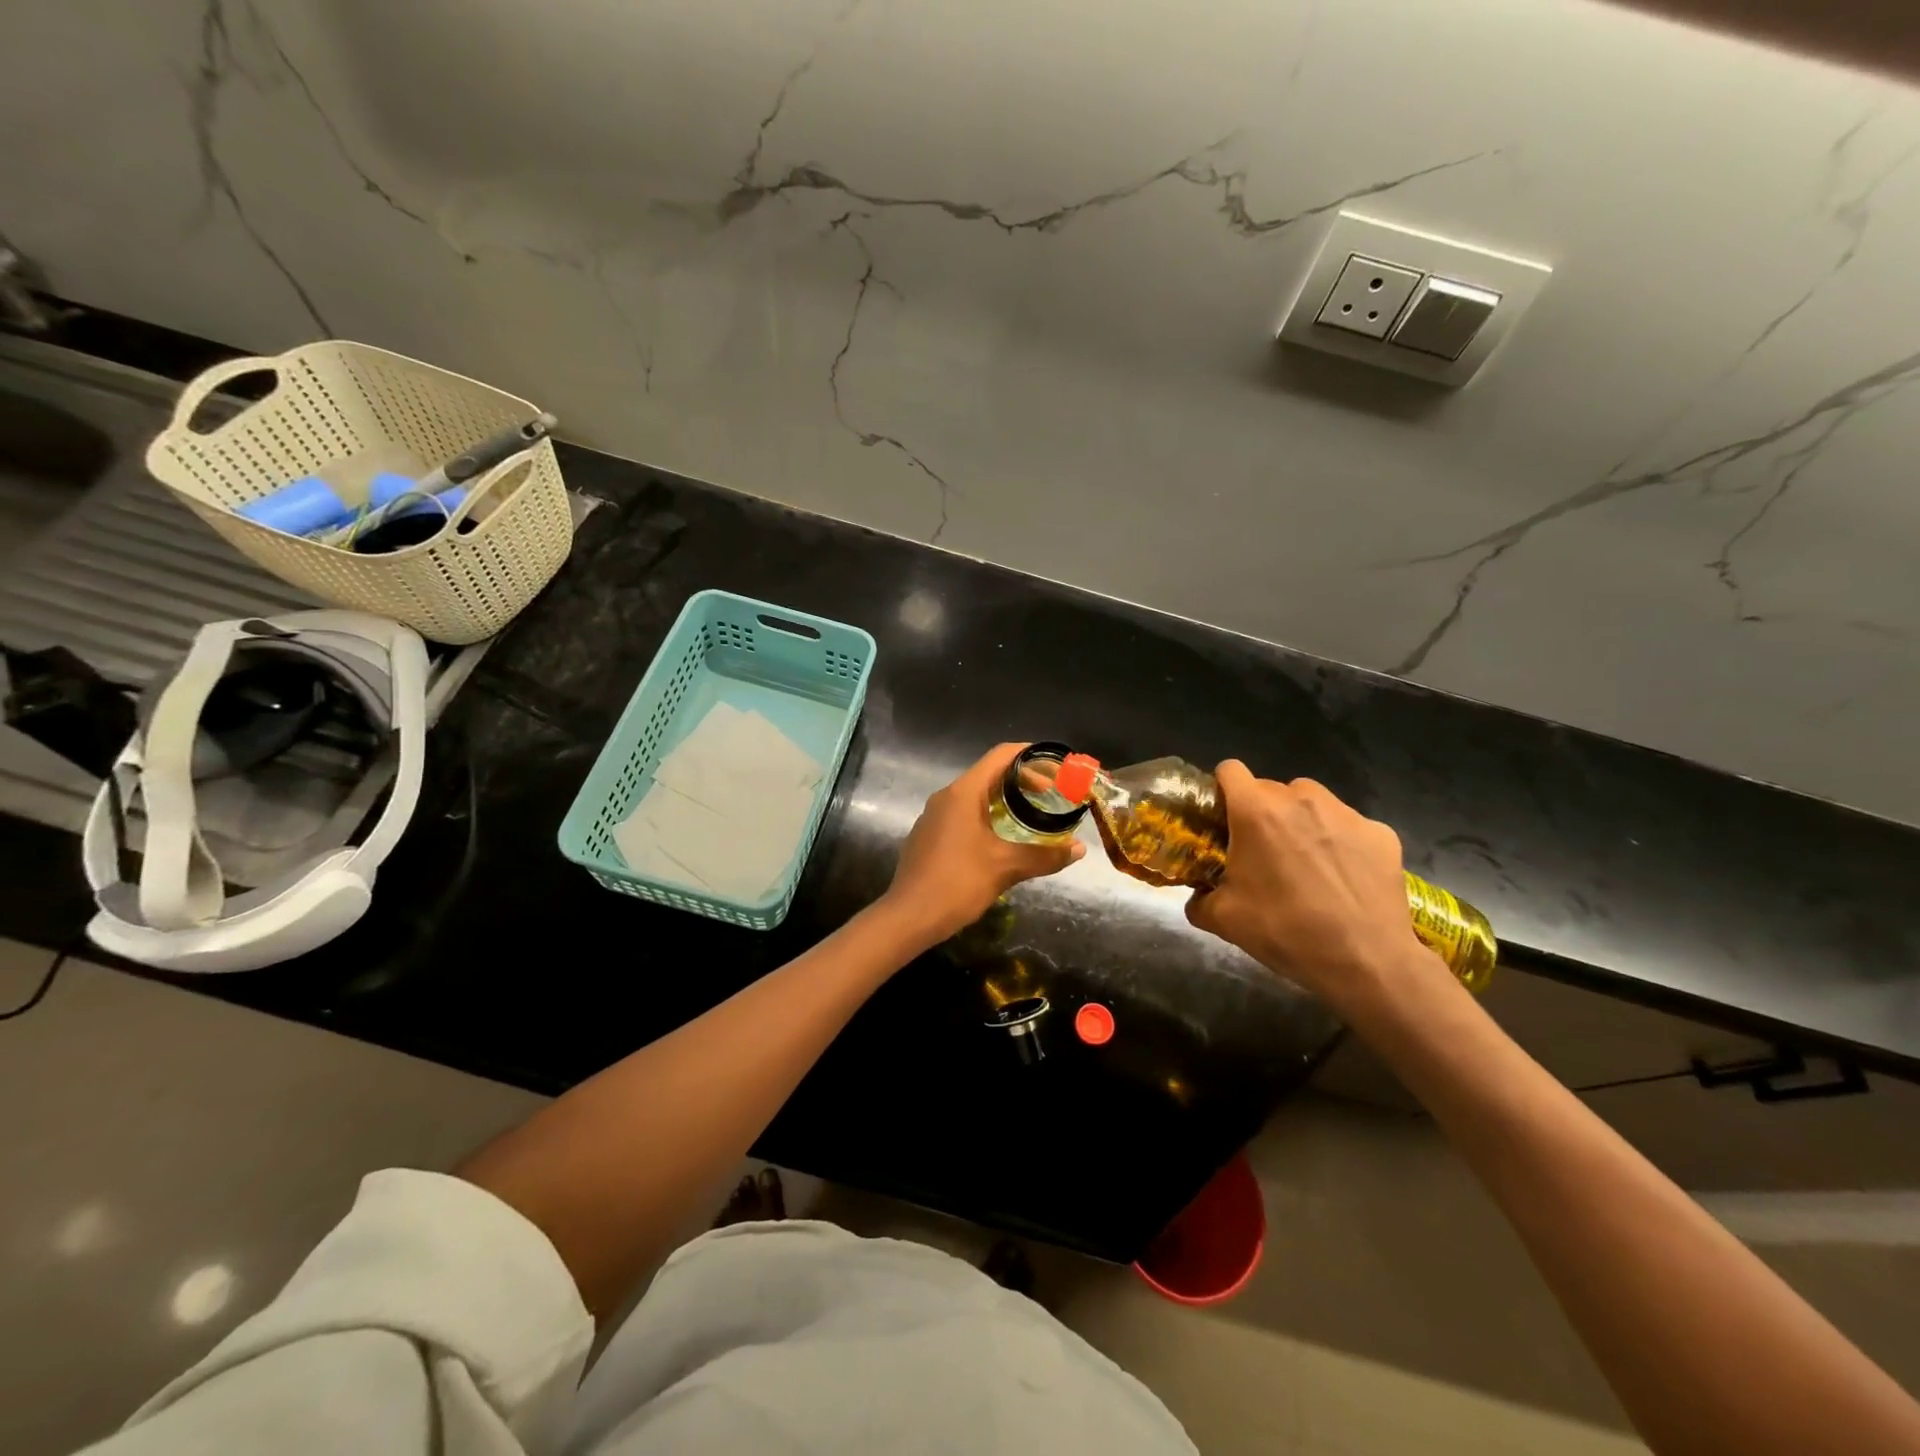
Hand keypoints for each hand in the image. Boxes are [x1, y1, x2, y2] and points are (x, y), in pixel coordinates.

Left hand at [881, 743, 1085, 947]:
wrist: (908, 916)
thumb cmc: (957, 883)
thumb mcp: (1006, 868)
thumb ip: (1044, 855)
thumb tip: (1079, 849)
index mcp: (964, 792)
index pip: (1001, 756)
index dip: (1031, 755)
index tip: (1056, 768)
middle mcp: (946, 796)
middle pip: (989, 774)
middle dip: (1022, 781)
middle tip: (1051, 797)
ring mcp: (934, 816)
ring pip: (975, 796)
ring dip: (1005, 801)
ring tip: (1032, 817)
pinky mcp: (929, 835)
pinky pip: (963, 815)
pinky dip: (987, 817)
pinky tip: (1001, 840)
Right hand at [1185, 761, 1445, 1013]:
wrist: (1366, 962)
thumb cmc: (1286, 932)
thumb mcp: (1224, 920)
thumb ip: (1199, 899)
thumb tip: (1198, 896)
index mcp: (1256, 812)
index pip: (1230, 770)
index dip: (1222, 790)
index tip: (1222, 818)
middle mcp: (1301, 799)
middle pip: (1270, 788)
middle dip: (1261, 812)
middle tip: (1261, 852)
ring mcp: (1346, 813)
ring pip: (1311, 801)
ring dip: (1300, 820)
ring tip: (1305, 861)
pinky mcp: (1381, 832)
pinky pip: (1348, 825)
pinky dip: (1340, 841)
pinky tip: (1344, 877)